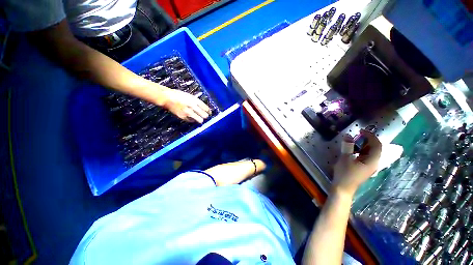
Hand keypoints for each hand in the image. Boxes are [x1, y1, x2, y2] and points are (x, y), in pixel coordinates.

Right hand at [161, 89, 210, 122]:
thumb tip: (204, 108)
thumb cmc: (178, 95)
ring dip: (200, 120)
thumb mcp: (190, 96)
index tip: (210, 113)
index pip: (206, 108)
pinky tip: (192, 118)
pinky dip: (192, 120)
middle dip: (206, 116)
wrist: (166, 98)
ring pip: (200, 120)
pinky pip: (192, 121)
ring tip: (200, 119)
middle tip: (205, 117)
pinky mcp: (183, 117)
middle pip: (204, 115)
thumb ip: (197, 102)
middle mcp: (193, 106)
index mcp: (195, 100)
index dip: (209, 112)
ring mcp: (188, 112)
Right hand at [332, 130, 381, 195]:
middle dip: (367, 140)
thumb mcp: (345, 158)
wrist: (343, 188)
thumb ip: (348, 146)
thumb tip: (348, 135)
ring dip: (363, 145)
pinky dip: (361, 151)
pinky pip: (366, 156)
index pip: (377, 145)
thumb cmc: (345, 173)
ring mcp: (370, 166)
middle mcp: (374, 163)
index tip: (361, 130)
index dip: (370, 136)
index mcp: (372, 160)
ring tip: (353, 141)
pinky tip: (353, 150)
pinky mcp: (364, 168)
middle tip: (356, 135)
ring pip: (370, 152)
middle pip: (375, 148)